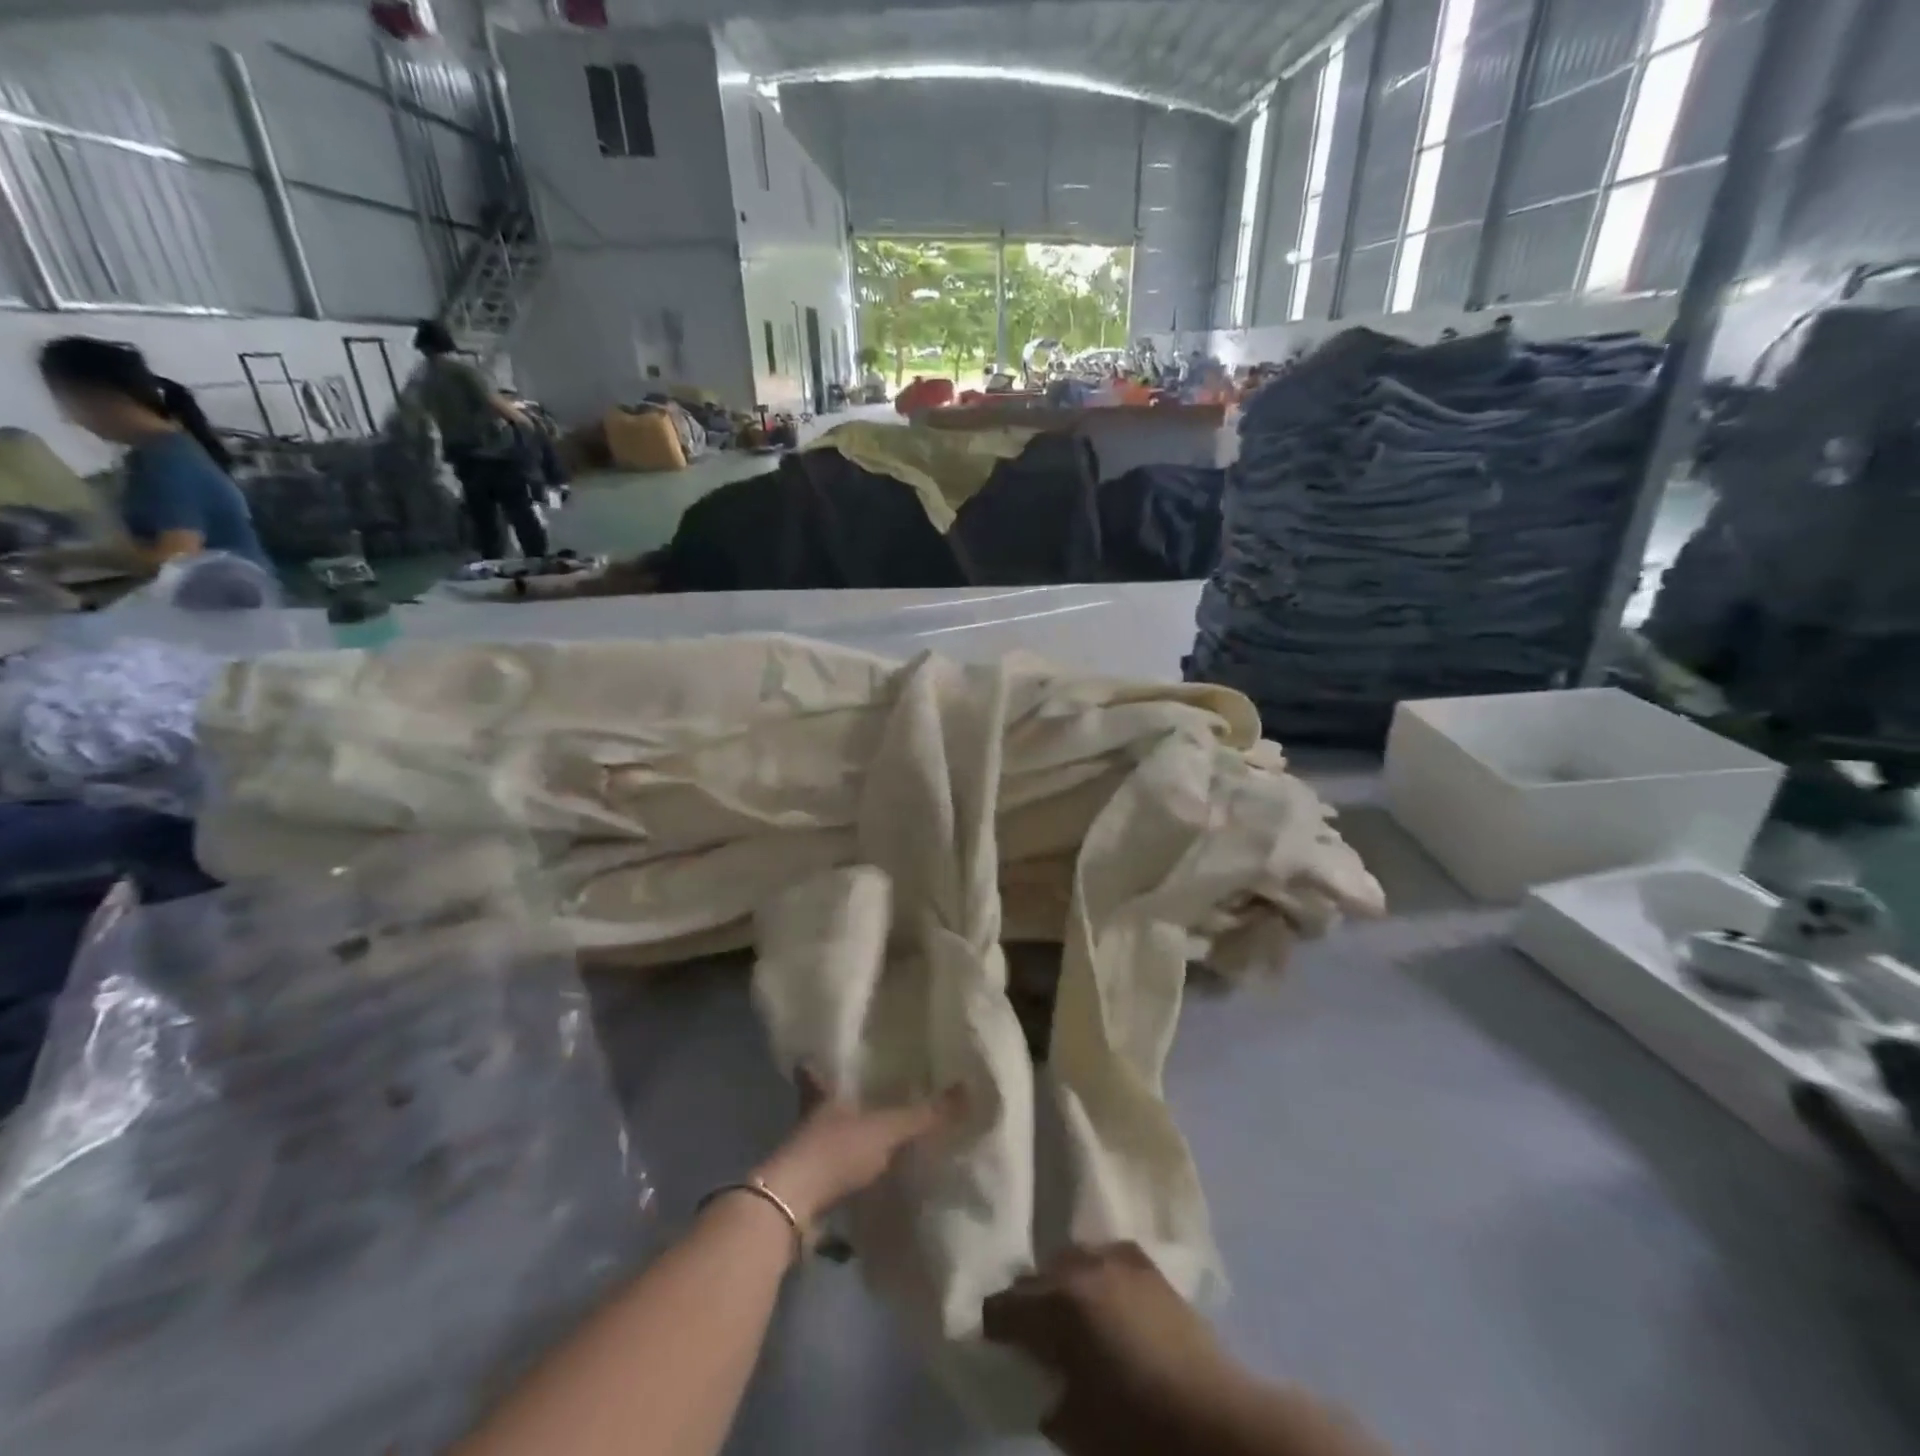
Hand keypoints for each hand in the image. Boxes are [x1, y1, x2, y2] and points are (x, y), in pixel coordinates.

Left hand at [754, 1071, 965, 1229]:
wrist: (792, 1207)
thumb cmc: (836, 1151)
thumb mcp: (887, 1129)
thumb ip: (924, 1115)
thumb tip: (968, 1090)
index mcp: (823, 1097)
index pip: (813, 1074)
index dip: (814, 1067)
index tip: (814, 1058)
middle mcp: (809, 1122)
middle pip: (817, 1106)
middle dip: (833, 1104)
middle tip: (857, 1099)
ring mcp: (804, 1158)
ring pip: (823, 1140)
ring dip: (840, 1140)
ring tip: (865, 1139)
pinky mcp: (805, 1191)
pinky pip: (828, 1174)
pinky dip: (842, 1175)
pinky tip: (861, 1181)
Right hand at [982, 1244, 1239, 1455]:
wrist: (1217, 1422)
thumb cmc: (1138, 1431)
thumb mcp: (1078, 1428)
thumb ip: (1050, 1396)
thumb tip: (1045, 1384)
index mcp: (1059, 1305)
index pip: (1005, 1304)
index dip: (994, 1325)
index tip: (993, 1341)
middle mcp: (1082, 1268)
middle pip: (1036, 1276)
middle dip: (1027, 1302)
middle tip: (1029, 1333)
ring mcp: (1117, 1259)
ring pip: (1070, 1258)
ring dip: (1061, 1282)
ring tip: (1067, 1313)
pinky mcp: (1147, 1265)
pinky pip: (1105, 1256)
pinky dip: (1095, 1273)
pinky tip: (1102, 1298)